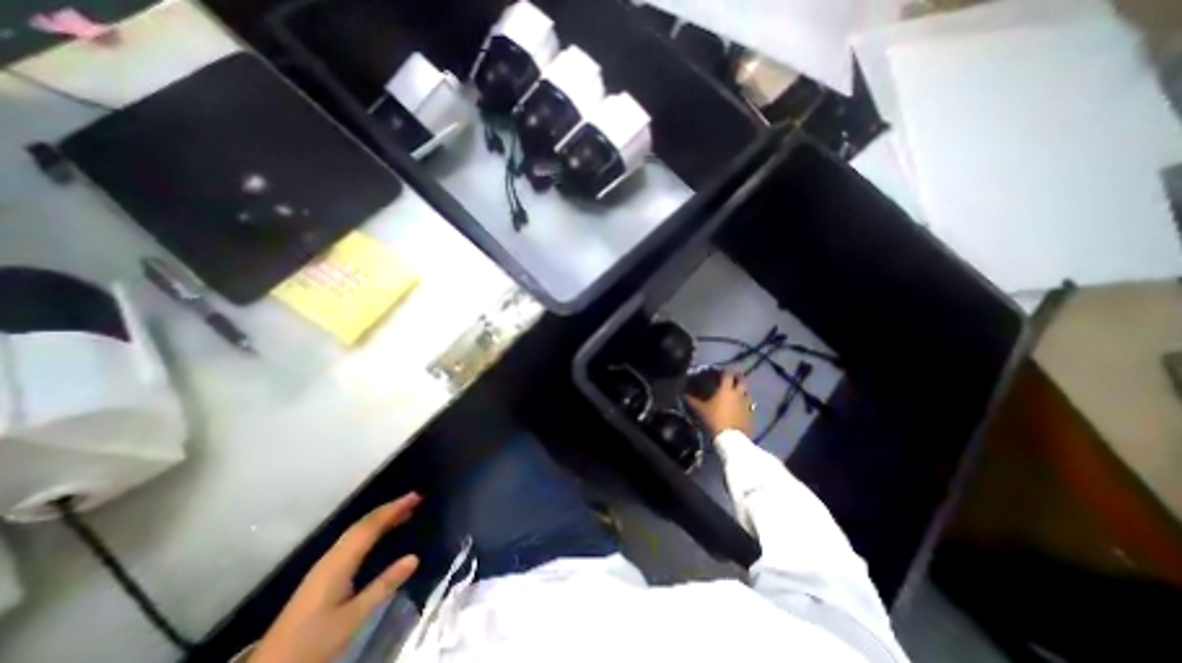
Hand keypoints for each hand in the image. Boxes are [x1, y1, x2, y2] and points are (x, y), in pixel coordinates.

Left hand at [246, 494, 421, 662]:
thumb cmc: (312, 644)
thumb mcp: (352, 618)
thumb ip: (383, 586)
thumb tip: (414, 557)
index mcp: (338, 563)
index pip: (370, 526)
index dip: (393, 509)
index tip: (416, 496)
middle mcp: (330, 558)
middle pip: (362, 525)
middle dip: (388, 509)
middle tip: (414, 500)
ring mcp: (323, 567)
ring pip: (355, 533)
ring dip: (380, 519)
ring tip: (403, 513)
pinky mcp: (321, 577)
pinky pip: (351, 542)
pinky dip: (370, 532)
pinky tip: (378, 537)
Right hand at [683, 374, 755, 440]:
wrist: (730, 439)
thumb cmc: (714, 420)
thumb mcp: (699, 410)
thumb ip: (692, 400)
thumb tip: (683, 393)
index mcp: (726, 389)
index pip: (728, 374)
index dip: (725, 371)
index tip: (722, 370)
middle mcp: (738, 393)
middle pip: (742, 381)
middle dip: (738, 378)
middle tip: (732, 379)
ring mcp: (747, 404)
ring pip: (747, 393)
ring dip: (742, 391)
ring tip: (736, 394)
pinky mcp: (751, 415)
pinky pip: (749, 406)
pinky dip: (745, 405)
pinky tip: (740, 409)